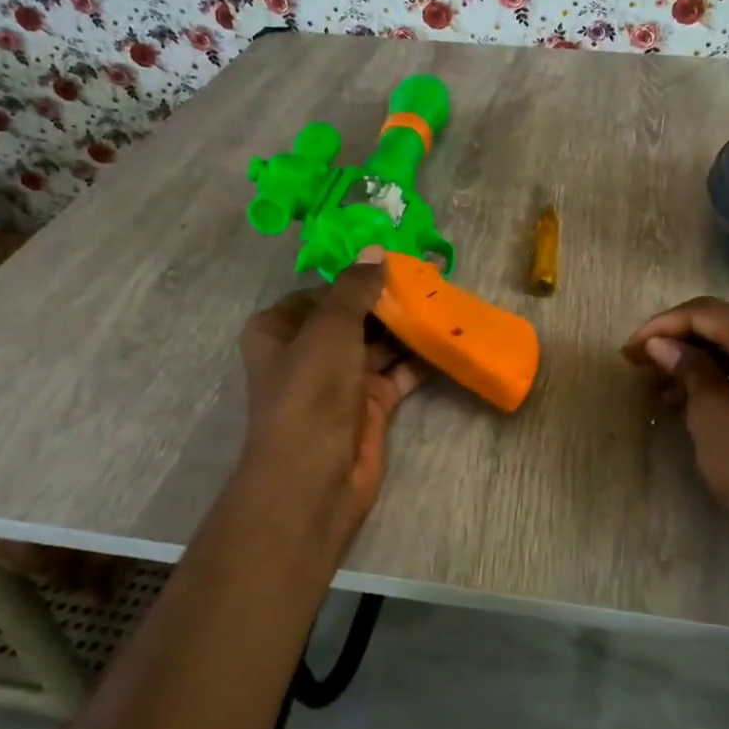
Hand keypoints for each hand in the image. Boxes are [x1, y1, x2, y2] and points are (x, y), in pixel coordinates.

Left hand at [235, 251, 424, 555]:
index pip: (326, 291)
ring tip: (448, 300)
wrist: (314, 477)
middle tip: (436, 276)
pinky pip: (398, 372)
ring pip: (380, 343)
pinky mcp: (370, 405)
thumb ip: (355, 288)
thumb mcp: (331, 328)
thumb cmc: (311, 391)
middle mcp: (309, 351)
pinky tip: (448, 337)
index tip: (402, 260)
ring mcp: (341, 380)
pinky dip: (420, 358)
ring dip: (409, 326)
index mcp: (281, 328)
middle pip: (356, 315)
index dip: (362, 275)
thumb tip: (374, 251)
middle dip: (392, 299)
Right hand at [623, 297, 728, 594]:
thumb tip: (662, 343)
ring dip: (704, 361)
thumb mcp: (712, 419)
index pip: (705, 313)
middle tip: (641, 368)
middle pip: (728, 325)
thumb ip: (688, 369)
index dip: (661, 327)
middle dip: (681, 342)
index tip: (627, 352)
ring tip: (663, 389)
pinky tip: (702, 397)